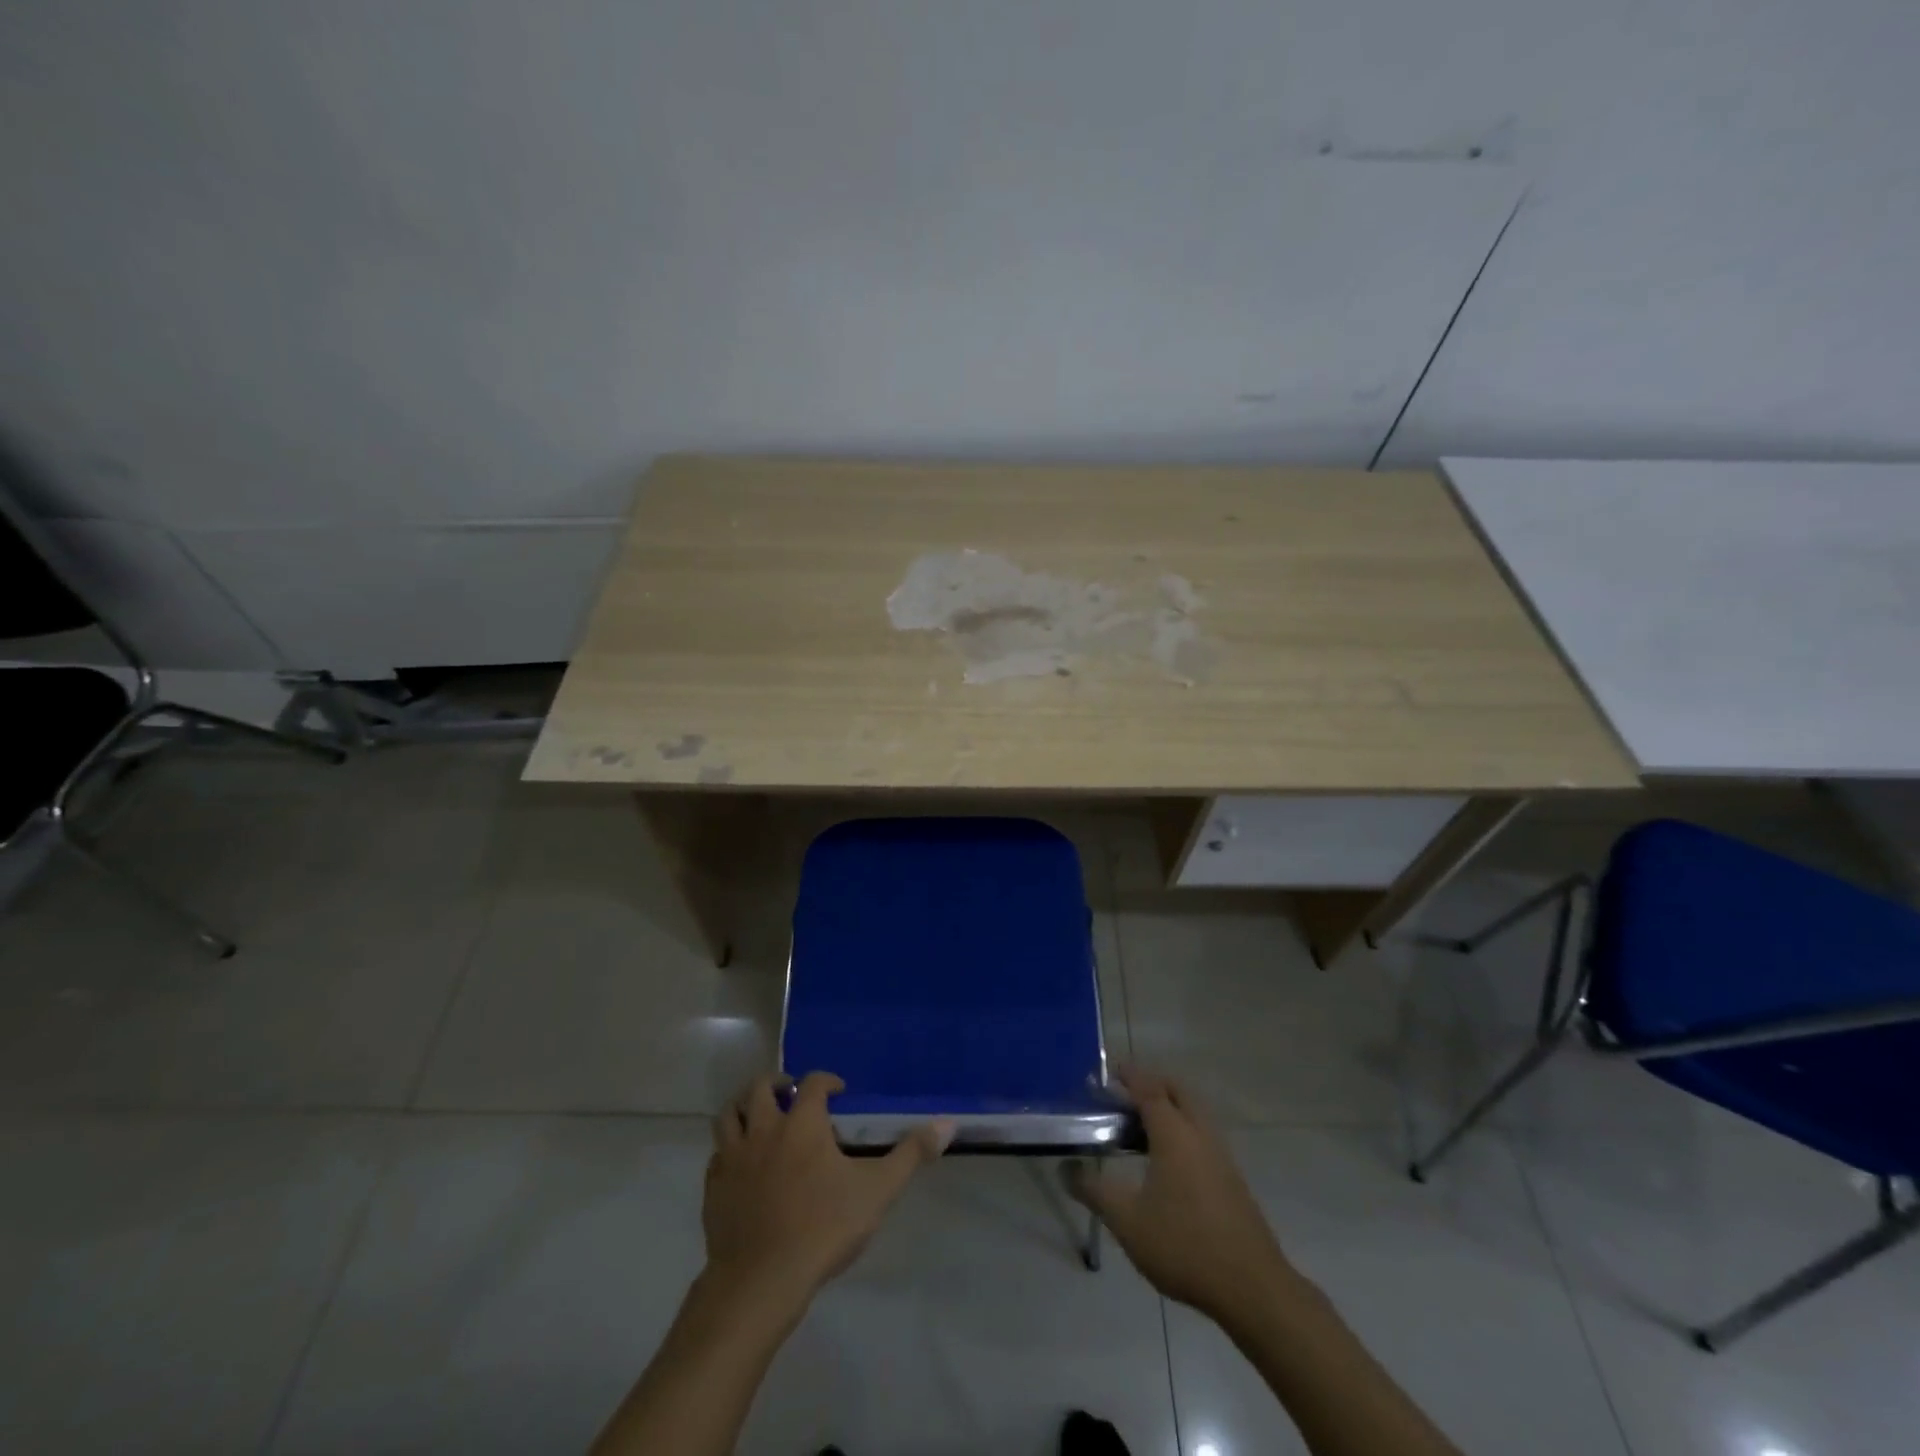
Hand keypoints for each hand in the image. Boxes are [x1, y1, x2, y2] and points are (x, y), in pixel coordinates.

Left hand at [702, 1072, 952, 1307]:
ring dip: (744, 1107)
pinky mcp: (714, 1187)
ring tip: (759, 1116)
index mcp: (802, 1123)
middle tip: (791, 1092)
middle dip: (777, 1083)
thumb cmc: (823, 1229)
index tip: (839, 1090)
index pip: (813, 1083)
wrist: (760, 1281)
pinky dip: (729, 1149)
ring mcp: (734, 1157)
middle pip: (760, 1088)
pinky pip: (717, 1154)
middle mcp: (764, 1129)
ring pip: (729, 1114)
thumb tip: (946, 1124)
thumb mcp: (877, 1191)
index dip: (827, 1080)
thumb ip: (910, 1155)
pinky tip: (742, 1164)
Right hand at [1065, 1067, 1297, 1322]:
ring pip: (1195, 1112)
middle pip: (1177, 1091)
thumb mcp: (1128, 1221)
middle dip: (1152, 1083)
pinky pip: (1203, 1134)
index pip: (1149, 1089)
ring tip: (1142, 1124)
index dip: (1128, 1076)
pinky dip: (1183, 1128)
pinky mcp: (1233, 1178)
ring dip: (1171, 1105)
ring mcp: (1221, 1155)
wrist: (1253, 1288)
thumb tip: (1065, 1170)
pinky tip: (1169, 1160)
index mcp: (1174, 1134)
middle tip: (1126, 1092)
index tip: (1108, 1072)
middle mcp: (1200, 1134)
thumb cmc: (1184, 1245)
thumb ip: (1094, 1192)